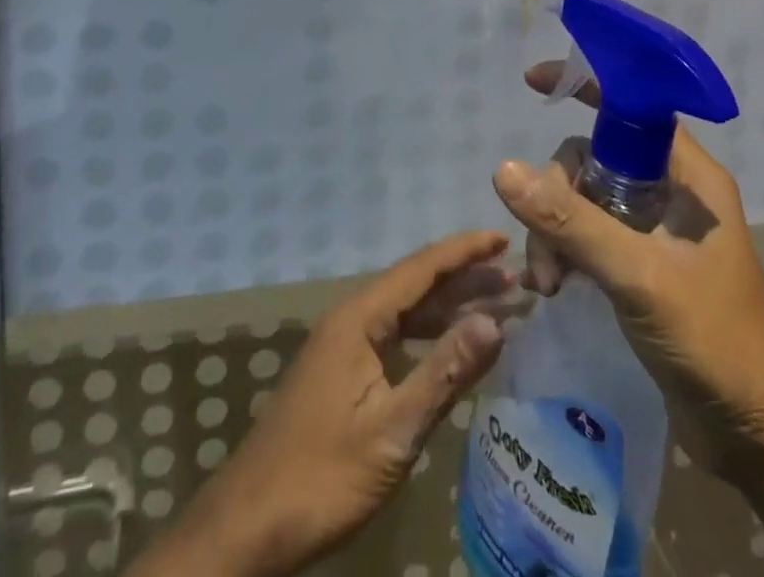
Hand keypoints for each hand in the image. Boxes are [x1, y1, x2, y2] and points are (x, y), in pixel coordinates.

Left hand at [129, 231, 515, 576]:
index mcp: (359, 318)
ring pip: (405, 312)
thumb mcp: (393, 430)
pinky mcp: (342, 372)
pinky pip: (394, 336)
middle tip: (515, 278)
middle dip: (464, 278)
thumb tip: (495, 322)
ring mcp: (344, 346)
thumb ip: (444, 373)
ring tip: (497, 307)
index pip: (420, 268)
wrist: (249, 526)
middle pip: (415, 285)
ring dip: (449, 307)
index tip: (503, 238)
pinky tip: (451, 348)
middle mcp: (351, 319)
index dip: (464, 251)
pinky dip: (428, 336)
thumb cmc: (322, 475)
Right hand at [493, 63, 763, 493]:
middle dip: (558, 194)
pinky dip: (566, 251)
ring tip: (548, 283)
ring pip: (585, 198)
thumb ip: (572, 222)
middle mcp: (672, 193)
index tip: (533, 83)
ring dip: (556, 230)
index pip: (632, 107)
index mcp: (689, 177)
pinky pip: (590, 234)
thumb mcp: (639, 277)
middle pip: (594, 157)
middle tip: (546, 249)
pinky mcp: (642, 267)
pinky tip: (554, 287)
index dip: (586, 85)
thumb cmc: (716, 345)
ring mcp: (655, 231)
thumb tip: (503, 169)